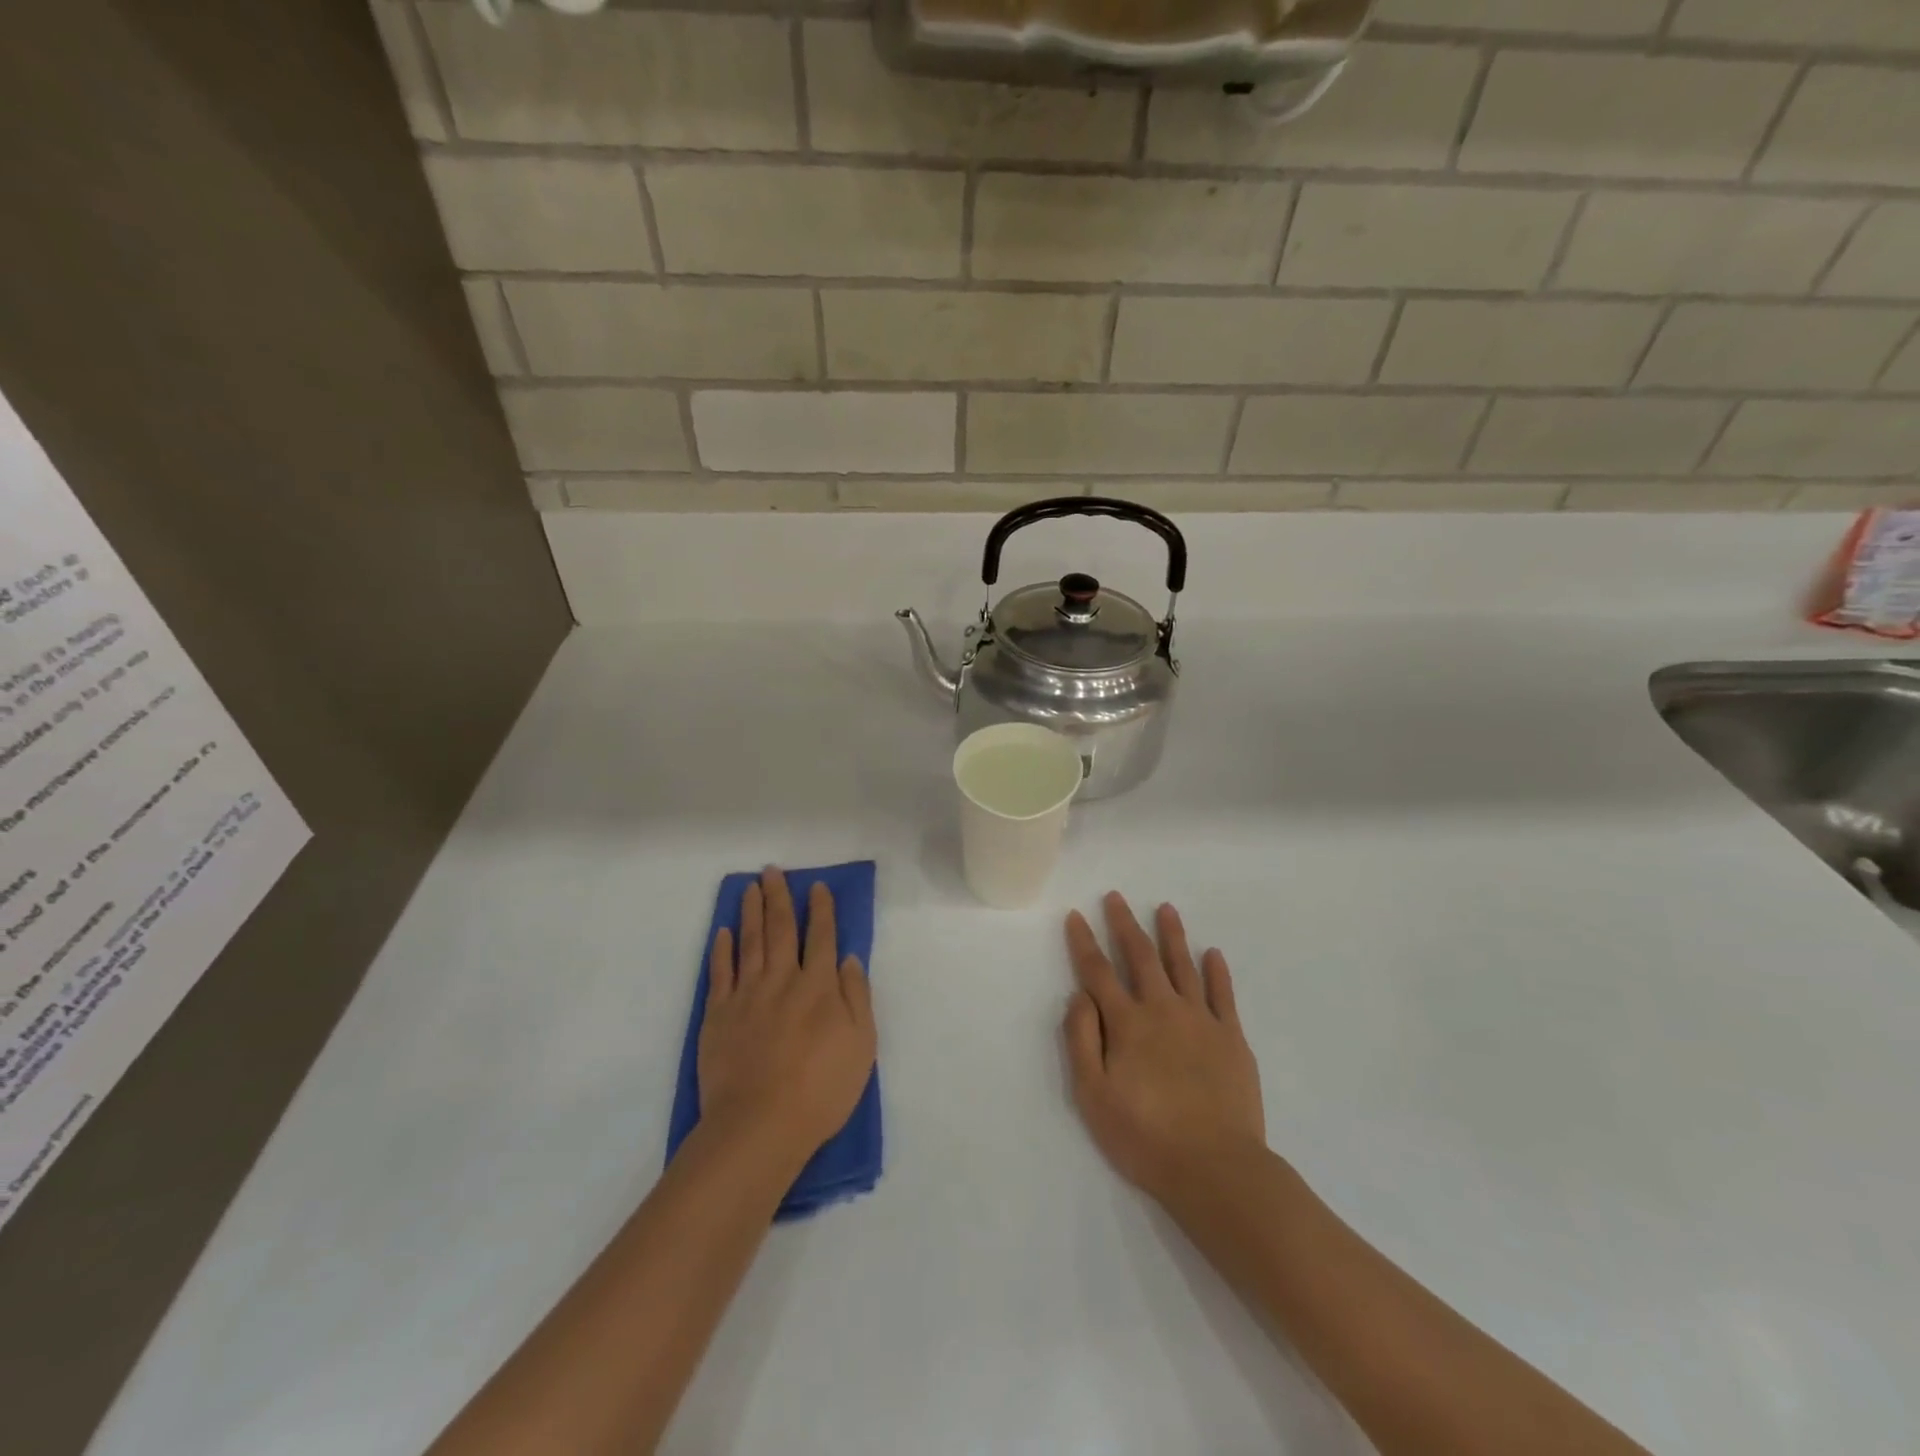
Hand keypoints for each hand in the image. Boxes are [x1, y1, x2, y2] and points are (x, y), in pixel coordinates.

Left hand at [698, 868, 876, 1164]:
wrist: (759, 1125)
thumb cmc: (821, 1089)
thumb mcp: (861, 1045)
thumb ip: (856, 996)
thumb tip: (847, 958)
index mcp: (819, 986)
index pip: (822, 936)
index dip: (821, 909)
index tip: (816, 887)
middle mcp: (782, 980)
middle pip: (781, 929)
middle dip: (779, 898)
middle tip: (772, 871)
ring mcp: (746, 995)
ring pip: (750, 942)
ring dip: (751, 911)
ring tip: (751, 887)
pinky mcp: (718, 1015)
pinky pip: (720, 972)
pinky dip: (722, 949)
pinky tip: (724, 932)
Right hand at [1063, 893, 1265, 1201]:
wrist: (1216, 1168)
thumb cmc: (1145, 1136)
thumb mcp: (1094, 1096)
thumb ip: (1082, 1040)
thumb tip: (1079, 995)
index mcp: (1127, 1023)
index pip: (1098, 972)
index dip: (1084, 942)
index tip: (1076, 915)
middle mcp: (1162, 1009)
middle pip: (1140, 957)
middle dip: (1125, 924)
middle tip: (1116, 897)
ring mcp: (1201, 1020)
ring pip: (1183, 965)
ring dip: (1172, 935)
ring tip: (1166, 908)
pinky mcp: (1231, 1038)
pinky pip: (1223, 994)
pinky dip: (1216, 971)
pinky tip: (1213, 954)